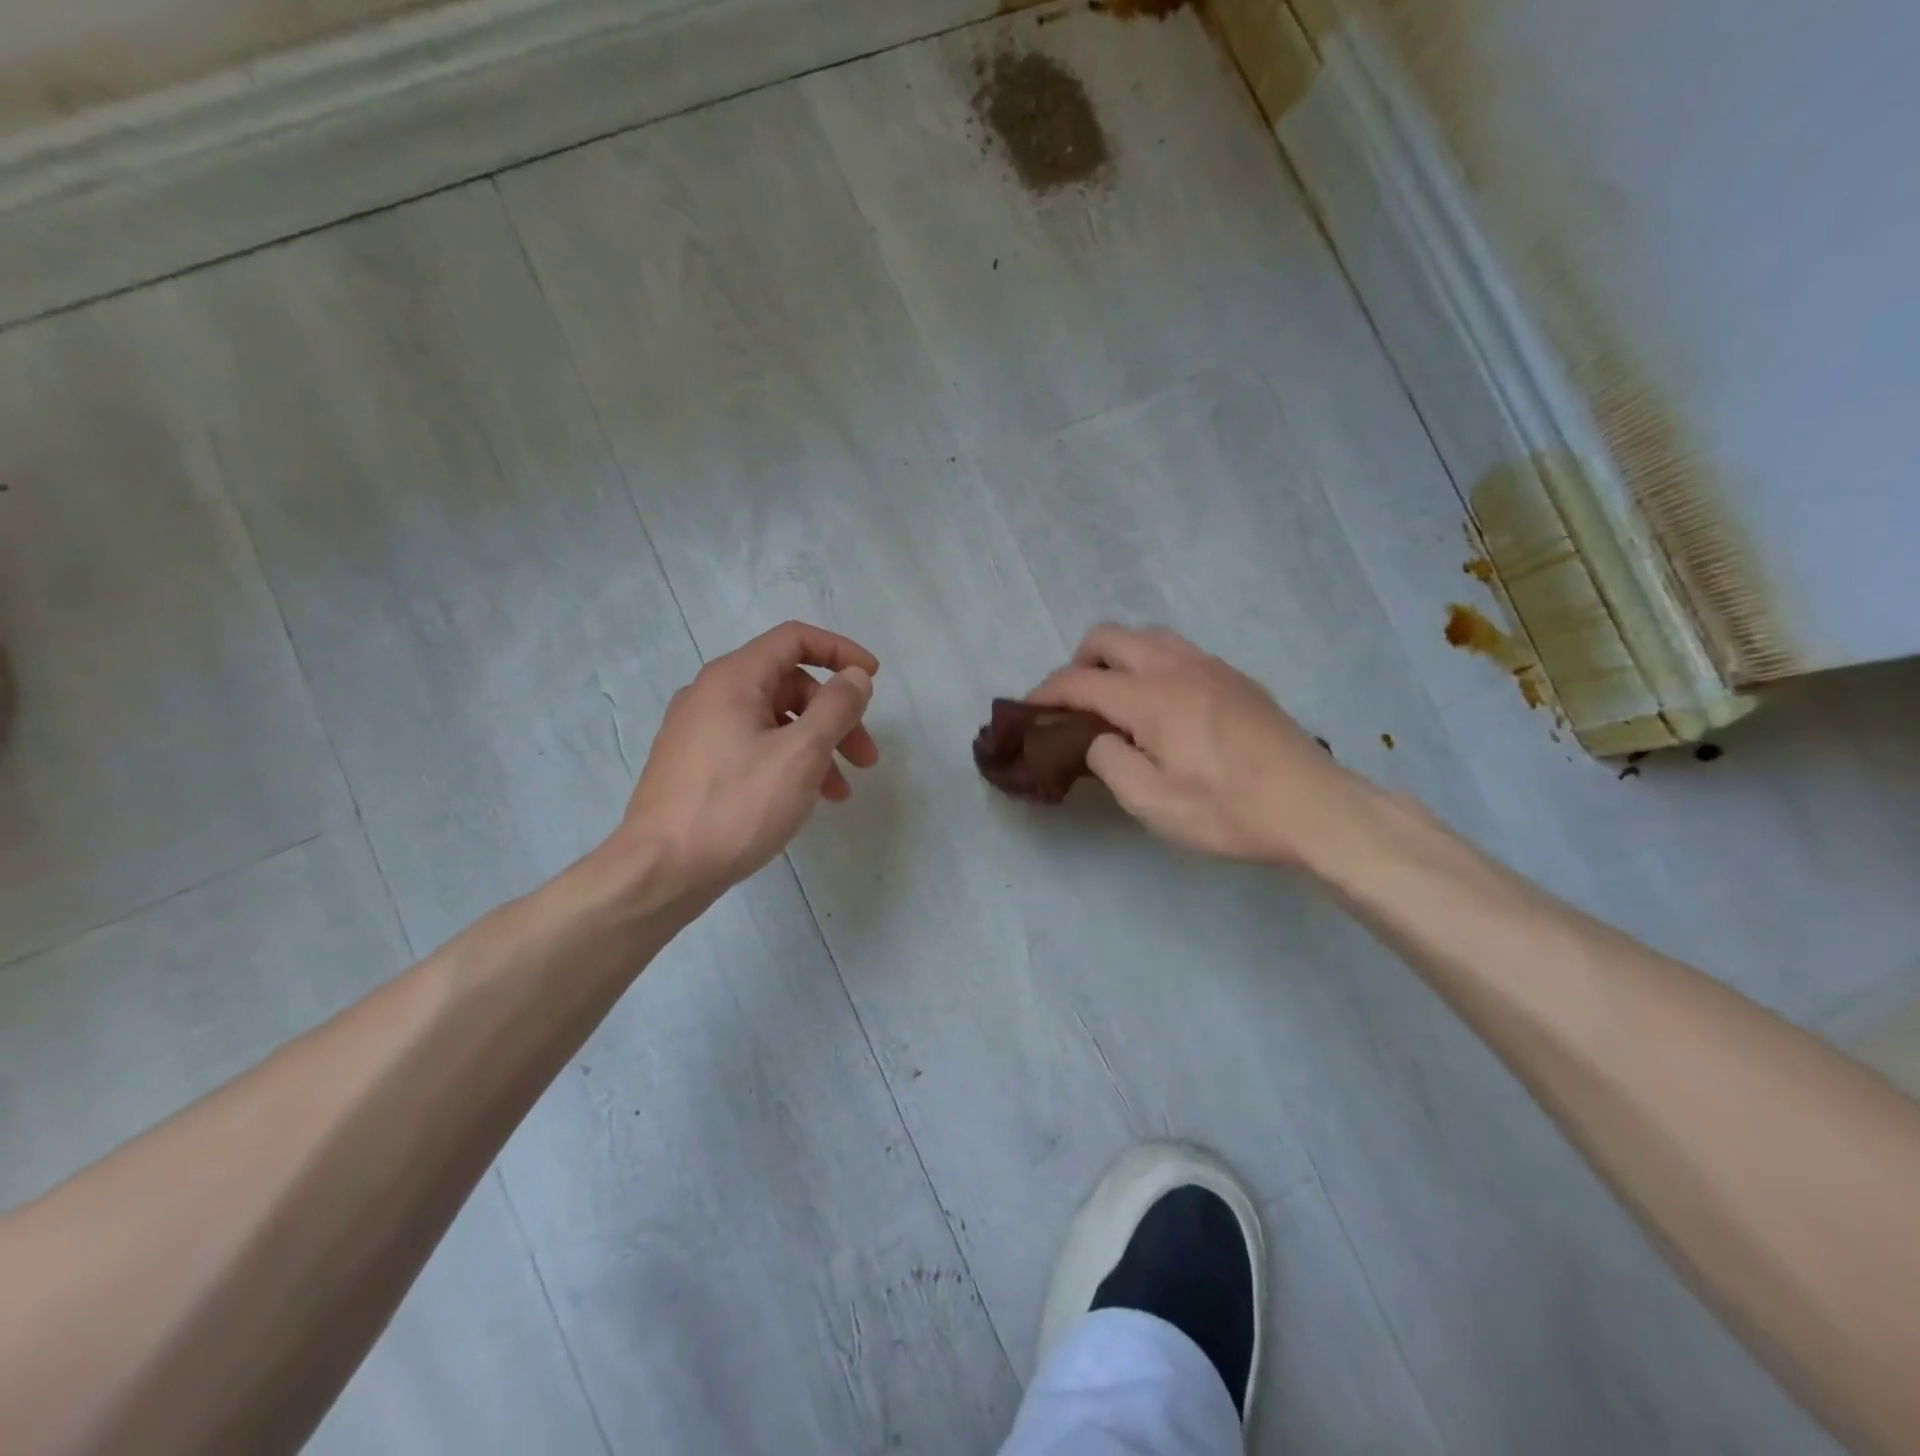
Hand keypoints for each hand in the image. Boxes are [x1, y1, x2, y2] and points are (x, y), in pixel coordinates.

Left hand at [610, 622, 878, 900]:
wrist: (660, 872)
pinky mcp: (695, 766)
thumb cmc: (735, 806)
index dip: (840, 651)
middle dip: (835, 715)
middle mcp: (711, 694)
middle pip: (789, 685)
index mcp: (733, 678)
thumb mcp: (801, 753)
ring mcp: (698, 731)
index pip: (795, 639)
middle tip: (865, 758)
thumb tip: (855, 676)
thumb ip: (836, 707)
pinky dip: (786, 762)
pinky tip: (802, 799)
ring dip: (816, 746)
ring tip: (839, 792)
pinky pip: (752, 747)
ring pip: (773, 722)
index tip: (873, 679)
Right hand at [1029, 624, 1369, 867]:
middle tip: (1074, 706)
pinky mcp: (1235, 678)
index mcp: (1152, 698)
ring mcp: (1211, 667)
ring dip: (1116, 658)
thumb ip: (1109, 762)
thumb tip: (1099, 738)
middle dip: (1078, 664)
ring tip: (1115, 701)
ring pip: (1146, 636)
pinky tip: (1161, 707)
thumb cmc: (1228, 812)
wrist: (1315, 808)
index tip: (1026, 711)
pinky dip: (1150, 665)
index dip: (1045, 693)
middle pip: (1108, 636)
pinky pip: (1177, 651)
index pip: (1080, 680)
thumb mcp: (1153, 803)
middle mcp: (1177, 667)